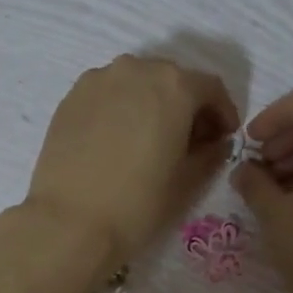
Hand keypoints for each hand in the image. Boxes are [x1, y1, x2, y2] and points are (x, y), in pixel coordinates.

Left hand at [24, 55, 239, 271]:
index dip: (223, 112)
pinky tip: (118, 141)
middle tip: (189, 141)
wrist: (69, 222)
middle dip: (187, 106)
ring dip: (152, 104)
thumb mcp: (187, 182)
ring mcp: (98, 80)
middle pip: (172, 80)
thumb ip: (210, 154)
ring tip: (151, 140)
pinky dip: (121, 109)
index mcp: (174, 85)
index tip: (223, 137)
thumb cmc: (138, 203)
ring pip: (136, 84)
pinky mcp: (71, 98)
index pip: (210, 88)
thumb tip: (215, 142)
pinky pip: (107, 95)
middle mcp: (136, 69)